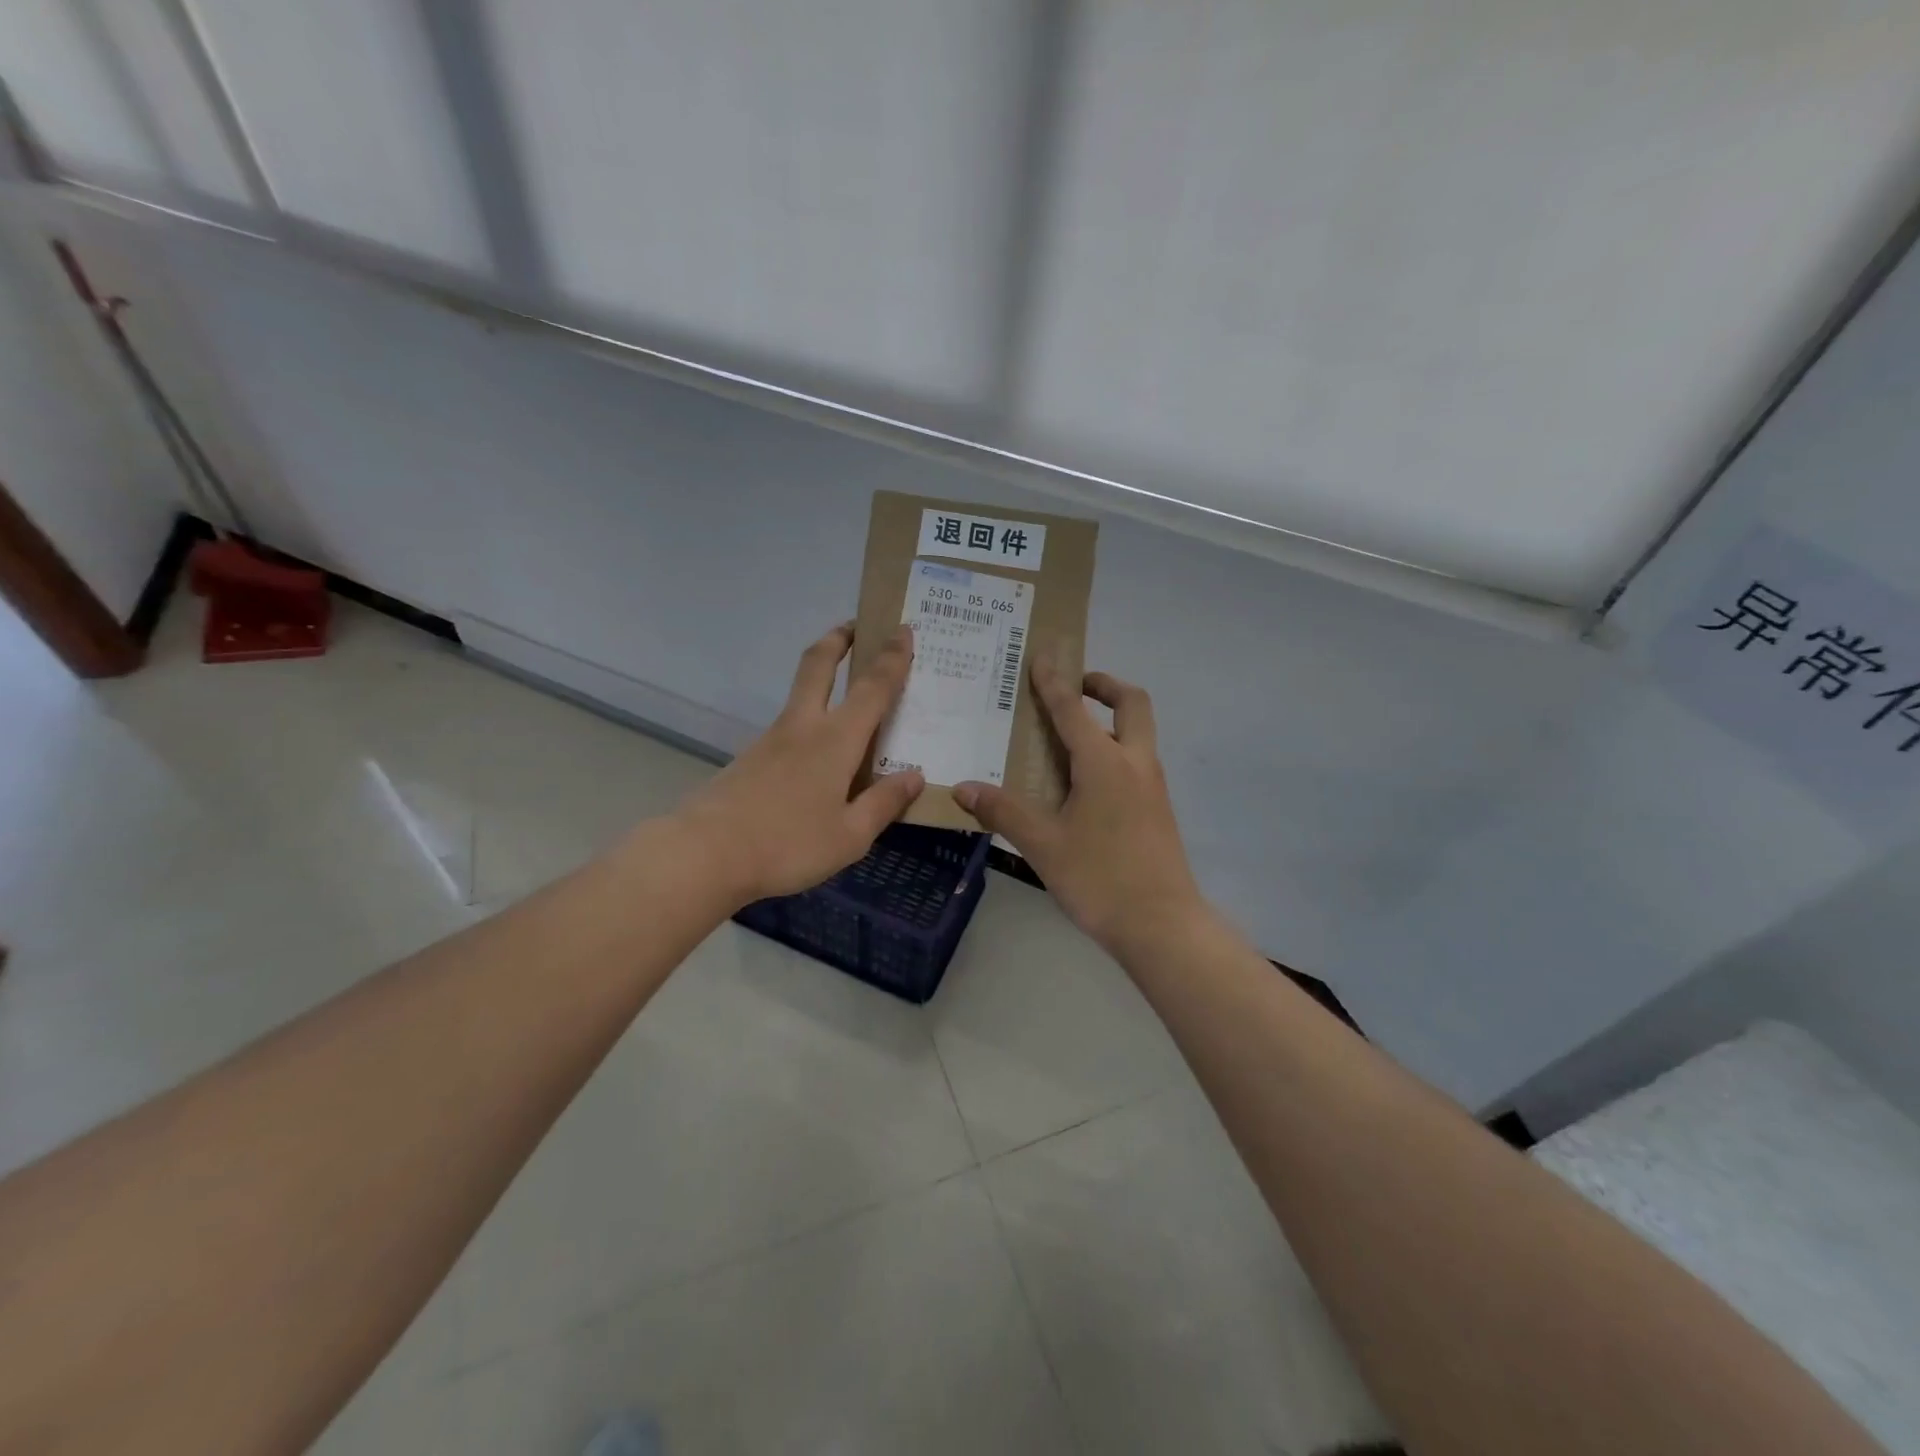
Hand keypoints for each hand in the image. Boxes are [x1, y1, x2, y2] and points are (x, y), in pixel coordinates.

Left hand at [674, 622, 924, 904]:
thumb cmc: (787, 845)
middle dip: (838, 639)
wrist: (705, 855)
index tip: (903, 630)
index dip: (892, 657)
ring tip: (848, 695)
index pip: (872, 688)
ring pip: (800, 694)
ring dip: (822, 676)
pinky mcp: (750, 759)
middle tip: (856, 625)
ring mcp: (770, 740)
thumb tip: (915, 776)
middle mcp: (803, 728)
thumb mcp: (849, 836)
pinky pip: (788, 727)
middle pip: (818, 665)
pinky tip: (818, 755)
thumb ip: (883, 803)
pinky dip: (809, 720)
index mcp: (835, 741)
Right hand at [954, 661, 1204, 955]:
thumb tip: (963, 788)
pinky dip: (1115, 751)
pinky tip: (1087, 784)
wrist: (1162, 925)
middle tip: (1076, 687)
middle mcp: (1134, 763)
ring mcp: (1152, 787)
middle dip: (1105, 685)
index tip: (1043, 655)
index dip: (1053, 681)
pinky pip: (1137, 762)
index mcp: (1104, 763)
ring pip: (1139, 733)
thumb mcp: (1042, 844)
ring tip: (1072, 737)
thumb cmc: (1099, 878)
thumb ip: (1003, 811)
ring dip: (1111, 719)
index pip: (1073, 709)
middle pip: (1132, 704)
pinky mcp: (1158, 810)